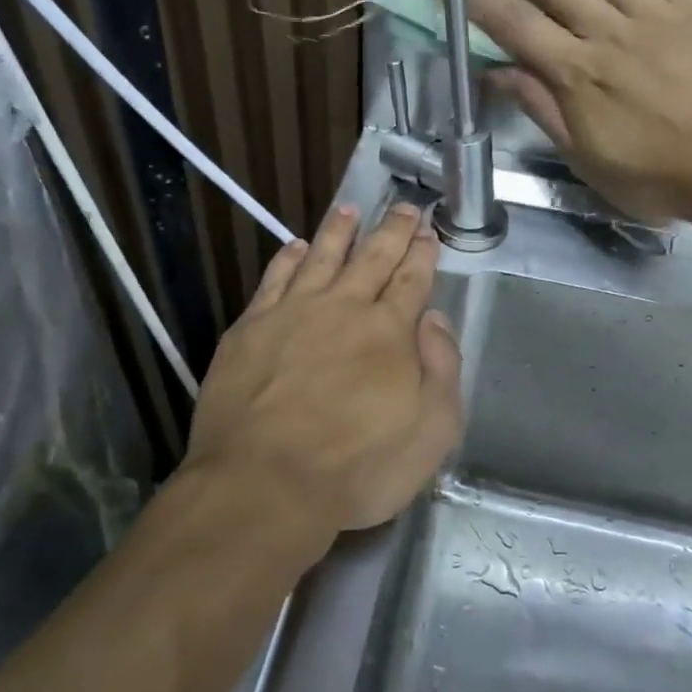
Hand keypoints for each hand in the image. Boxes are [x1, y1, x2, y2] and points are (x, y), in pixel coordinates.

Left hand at [183, 203, 462, 544]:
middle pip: (372, 258)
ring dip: (339, 231)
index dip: (422, 253)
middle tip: (404, 207)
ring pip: (321, 257)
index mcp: (389, 331)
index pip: (412, 280)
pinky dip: (288, 258)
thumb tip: (434, 319)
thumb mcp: (432, 432)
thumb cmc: (358, 468)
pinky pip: (274, 279)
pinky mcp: (249, 329)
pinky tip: (296, 247)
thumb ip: (441, 369)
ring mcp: (292, 314)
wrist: (264, 484)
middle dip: (392, 230)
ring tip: (349, 208)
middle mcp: (342, 309)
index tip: (428, 231)